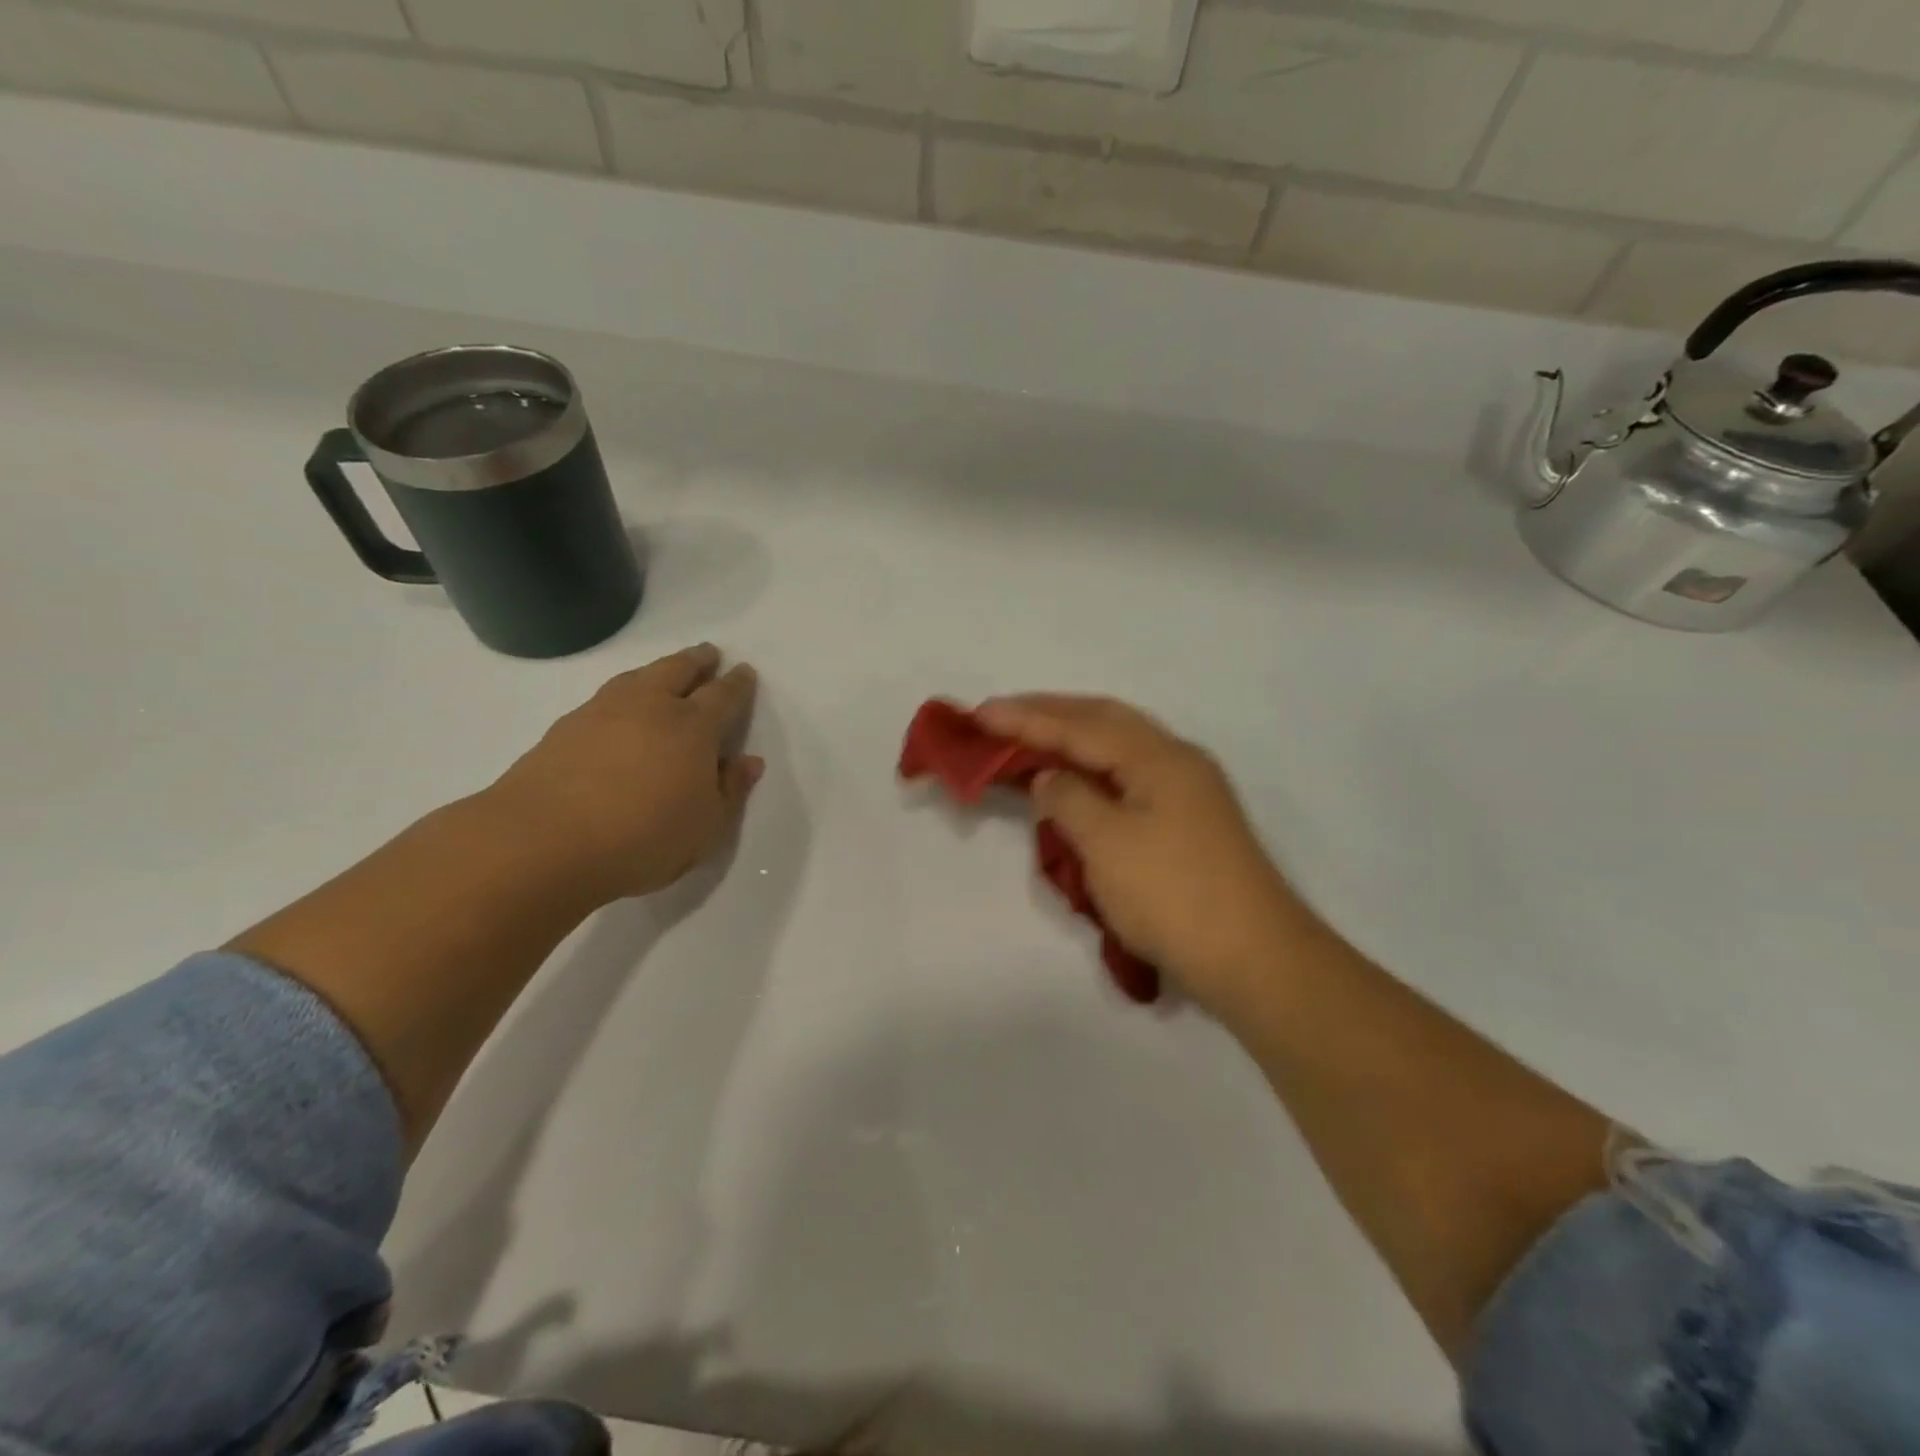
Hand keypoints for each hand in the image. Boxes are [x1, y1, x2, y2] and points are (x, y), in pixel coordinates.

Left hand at [484, 644, 762, 905]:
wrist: (543, 842)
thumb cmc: (643, 838)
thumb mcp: (706, 827)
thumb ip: (731, 791)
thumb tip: (749, 761)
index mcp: (693, 728)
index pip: (722, 695)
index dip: (737, 683)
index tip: (745, 671)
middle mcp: (650, 707)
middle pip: (678, 670)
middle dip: (697, 660)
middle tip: (709, 653)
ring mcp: (603, 712)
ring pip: (638, 676)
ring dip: (658, 669)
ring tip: (666, 671)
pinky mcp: (565, 728)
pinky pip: (605, 696)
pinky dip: (624, 692)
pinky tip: (620, 707)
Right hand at [976, 694, 1308, 1014]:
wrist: (1254, 959)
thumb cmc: (1173, 895)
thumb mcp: (1107, 843)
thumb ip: (1069, 800)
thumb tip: (1050, 779)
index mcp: (1158, 757)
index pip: (1080, 726)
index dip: (1026, 718)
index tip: (979, 713)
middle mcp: (1176, 761)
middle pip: (1103, 722)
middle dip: (1049, 715)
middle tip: (1000, 716)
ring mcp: (1187, 792)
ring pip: (1118, 749)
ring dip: (1071, 740)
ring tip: (1028, 742)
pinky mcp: (1187, 824)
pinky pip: (1127, 779)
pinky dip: (1092, 774)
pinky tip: (1073, 783)